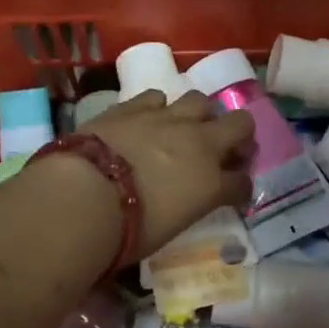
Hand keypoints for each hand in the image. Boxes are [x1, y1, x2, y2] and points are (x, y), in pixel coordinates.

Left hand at [84, 90, 253, 256]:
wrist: (86, 195)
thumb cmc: (129, 230)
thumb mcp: (170, 228)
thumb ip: (187, 205)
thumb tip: (185, 199)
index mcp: (212, 184)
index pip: (242, 183)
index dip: (240, 186)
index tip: (232, 192)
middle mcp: (198, 143)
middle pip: (240, 124)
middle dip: (237, 134)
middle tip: (222, 147)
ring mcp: (167, 119)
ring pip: (200, 99)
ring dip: (198, 114)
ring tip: (184, 127)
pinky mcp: (134, 106)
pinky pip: (156, 97)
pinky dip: (157, 108)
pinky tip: (147, 119)